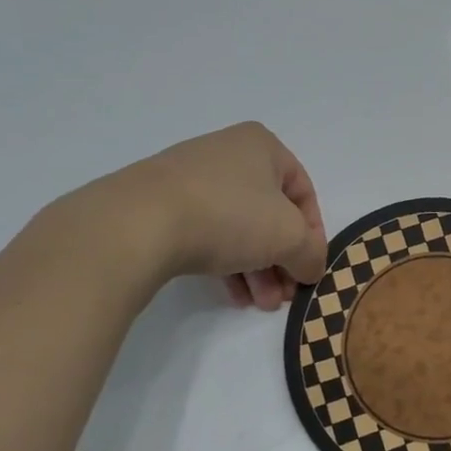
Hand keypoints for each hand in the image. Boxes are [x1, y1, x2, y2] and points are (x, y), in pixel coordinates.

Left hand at [36, 122, 326, 311]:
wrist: (137, 224)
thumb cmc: (229, 216)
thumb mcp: (288, 236)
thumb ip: (311, 252)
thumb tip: (312, 267)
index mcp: (262, 146)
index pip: (303, 192)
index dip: (313, 234)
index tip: (310, 269)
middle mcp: (227, 154)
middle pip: (269, 213)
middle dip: (281, 259)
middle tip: (285, 295)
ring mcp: (190, 178)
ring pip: (238, 227)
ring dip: (257, 269)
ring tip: (260, 304)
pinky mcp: (160, 204)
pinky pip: (207, 233)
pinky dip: (225, 263)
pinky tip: (233, 295)